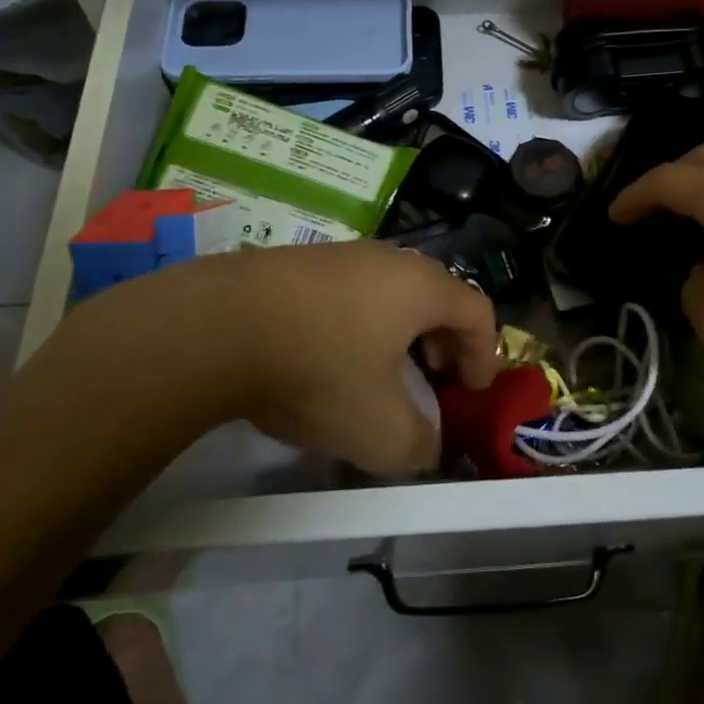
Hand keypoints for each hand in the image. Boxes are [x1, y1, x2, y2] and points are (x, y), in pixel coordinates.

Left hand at [40, 242, 497, 476]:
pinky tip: (326, 360)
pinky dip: (355, 325)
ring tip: (378, 374)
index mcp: (420, 287)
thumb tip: (424, 448)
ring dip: (396, 334)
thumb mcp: (379, 430)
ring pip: (387, 292)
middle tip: (433, 379)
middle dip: (442, 342)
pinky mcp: (296, 262)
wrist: (217, 327)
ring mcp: (339, 254)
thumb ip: (418, 447)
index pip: (478, 311)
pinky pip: (346, 293)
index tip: (473, 392)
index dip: (486, 354)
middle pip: (434, 296)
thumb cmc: (319, 370)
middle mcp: (386, 259)